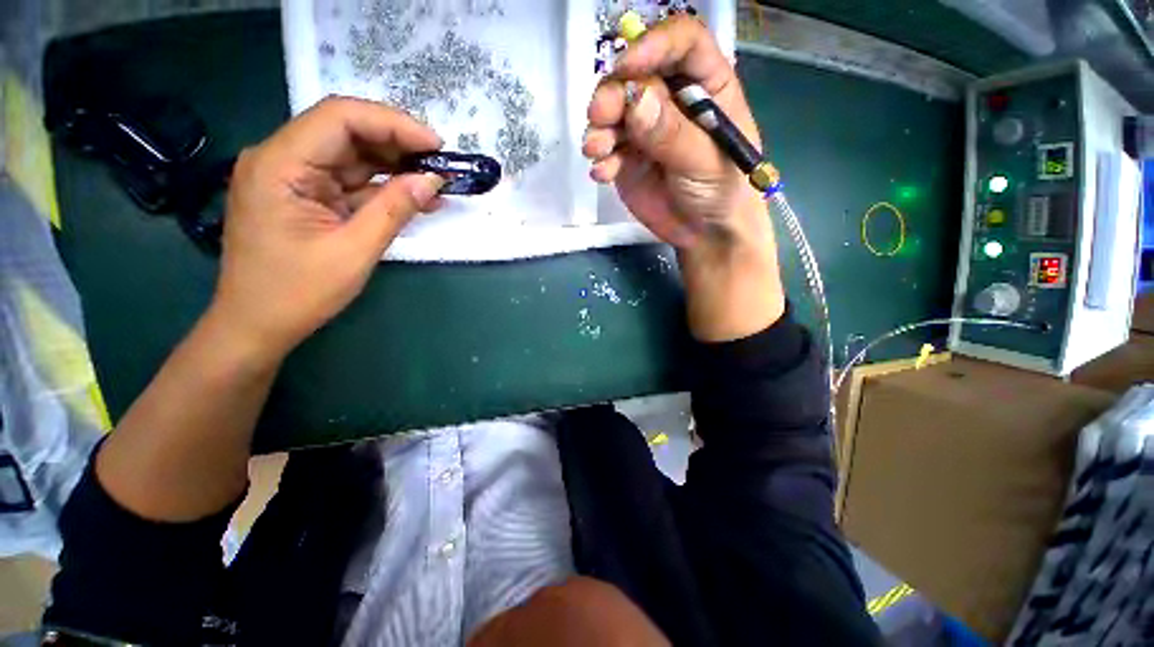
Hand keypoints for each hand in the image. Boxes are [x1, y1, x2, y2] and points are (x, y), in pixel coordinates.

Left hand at [212, 97, 443, 360]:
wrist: (257, 325)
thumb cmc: (297, 293)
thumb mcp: (354, 251)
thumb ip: (394, 210)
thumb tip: (432, 182)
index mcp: (280, 165)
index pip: (340, 118)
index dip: (393, 124)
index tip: (436, 146)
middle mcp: (281, 159)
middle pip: (346, 132)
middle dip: (398, 145)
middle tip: (442, 165)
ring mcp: (293, 178)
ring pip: (352, 156)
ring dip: (396, 167)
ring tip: (436, 183)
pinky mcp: (305, 196)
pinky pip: (350, 181)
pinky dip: (383, 188)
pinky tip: (415, 198)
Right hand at [583, 16, 783, 340]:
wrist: (705, 233)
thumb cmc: (722, 191)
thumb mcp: (705, 161)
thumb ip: (672, 133)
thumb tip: (635, 98)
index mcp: (705, 86)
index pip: (681, 44)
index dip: (653, 45)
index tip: (627, 67)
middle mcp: (671, 100)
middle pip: (636, 76)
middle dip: (613, 93)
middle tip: (598, 116)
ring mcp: (645, 130)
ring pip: (614, 112)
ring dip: (600, 127)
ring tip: (597, 150)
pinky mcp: (628, 158)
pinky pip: (607, 149)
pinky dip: (601, 158)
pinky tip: (603, 174)